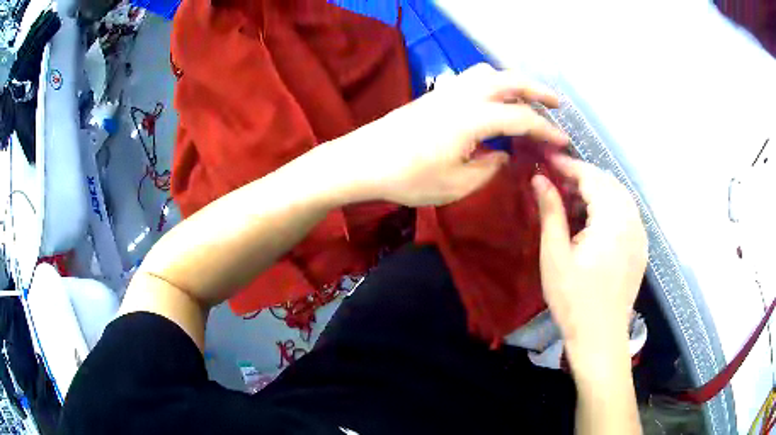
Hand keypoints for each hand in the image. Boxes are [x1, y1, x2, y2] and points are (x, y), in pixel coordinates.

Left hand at [345, 63, 568, 205]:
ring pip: (488, 73)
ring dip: (513, 82)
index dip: (546, 130)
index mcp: (473, 118)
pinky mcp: (435, 94)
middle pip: (508, 80)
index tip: (563, 142)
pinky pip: (472, 79)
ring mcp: (447, 91)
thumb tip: (503, 154)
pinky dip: (492, 84)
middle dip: (537, 90)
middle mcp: (463, 95)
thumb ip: (488, 168)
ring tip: (527, 99)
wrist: (363, 160)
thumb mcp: (457, 184)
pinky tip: (494, 102)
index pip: (521, 118)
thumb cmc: (408, 177)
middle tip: (556, 103)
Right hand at [533, 156, 647, 348]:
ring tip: (573, 198)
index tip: (547, 160)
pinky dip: (610, 206)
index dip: (569, 166)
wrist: (600, 338)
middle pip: (609, 183)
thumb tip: (539, 179)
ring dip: (597, 190)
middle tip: (557, 180)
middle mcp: (632, 220)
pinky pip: (627, 214)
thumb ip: (551, 212)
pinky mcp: (640, 248)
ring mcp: (640, 235)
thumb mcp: (555, 256)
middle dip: (583, 176)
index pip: (592, 177)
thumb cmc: (574, 300)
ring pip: (620, 196)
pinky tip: (594, 220)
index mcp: (612, 220)